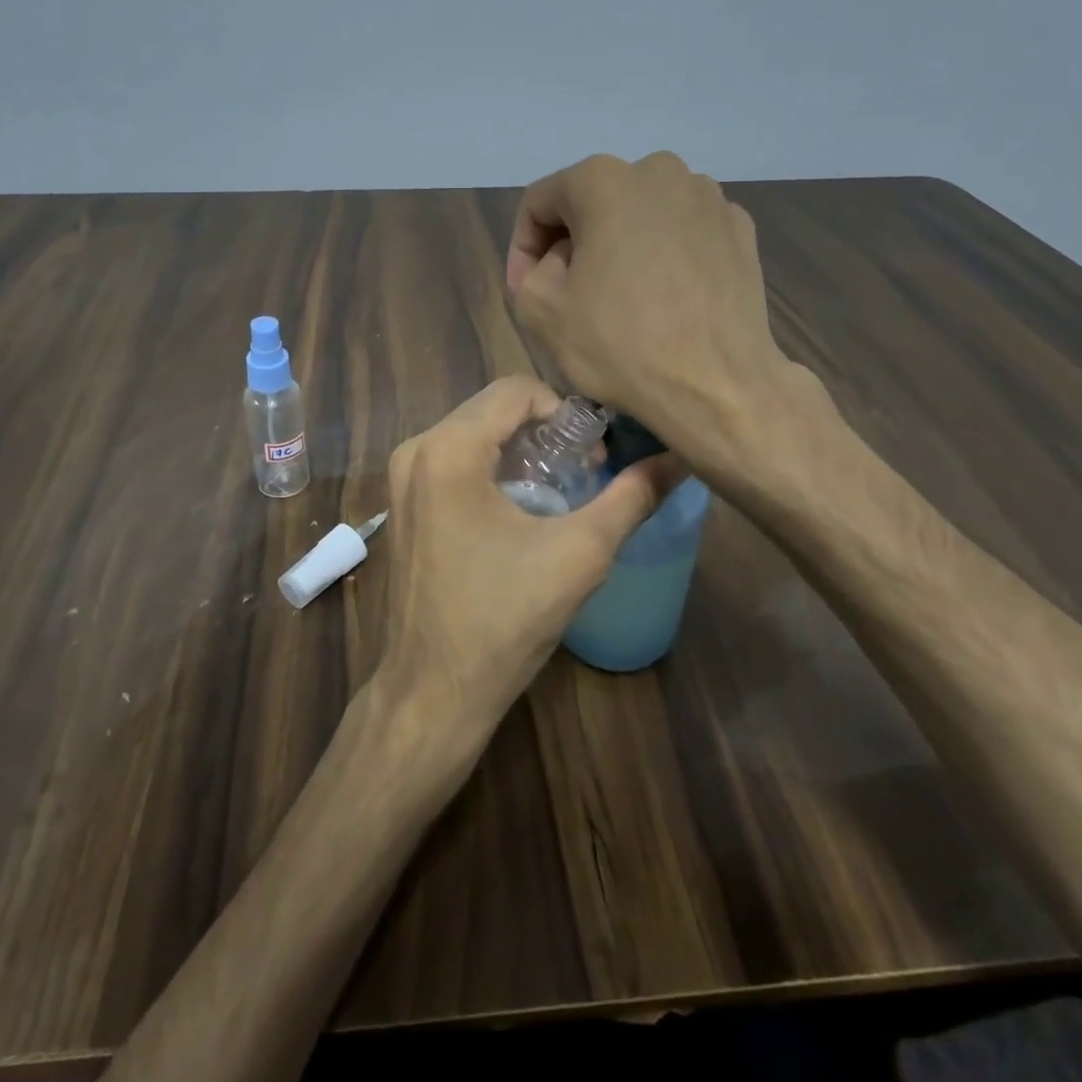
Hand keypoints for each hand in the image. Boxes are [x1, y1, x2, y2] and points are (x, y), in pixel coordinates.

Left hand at [377, 376, 682, 733]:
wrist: (432, 691)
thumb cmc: (503, 620)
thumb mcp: (579, 555)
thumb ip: (631, 497)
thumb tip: (679, 459)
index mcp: (448, 449)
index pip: (516, 389)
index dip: (566, 410)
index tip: (595, 453)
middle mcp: (416, 450)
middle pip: (492, 408)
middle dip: (544, 430)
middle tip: (584, 471)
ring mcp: (402, 477)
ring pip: (473, 433)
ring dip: (520, 449)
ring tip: (559, 490)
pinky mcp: (403, 504)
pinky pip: (453, 460)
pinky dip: (492, 468)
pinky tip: (521, 508)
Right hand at [508, 151, 808, 460]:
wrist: (716, 386)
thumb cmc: (620, 344)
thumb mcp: (540, 310)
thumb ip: (530, 270)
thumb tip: (559, 261)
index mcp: (602, 179)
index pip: (540, 201)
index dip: (523, 247)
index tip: (524, 289)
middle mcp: (659, 170)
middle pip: (594, 202)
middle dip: (573, 244)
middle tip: (569, 294)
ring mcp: (708, 197)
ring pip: (641, 216)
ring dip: (620, 248)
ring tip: (621, 298)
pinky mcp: (740, 229)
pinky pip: (683, 233)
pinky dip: (665, 256)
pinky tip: (665, 300)